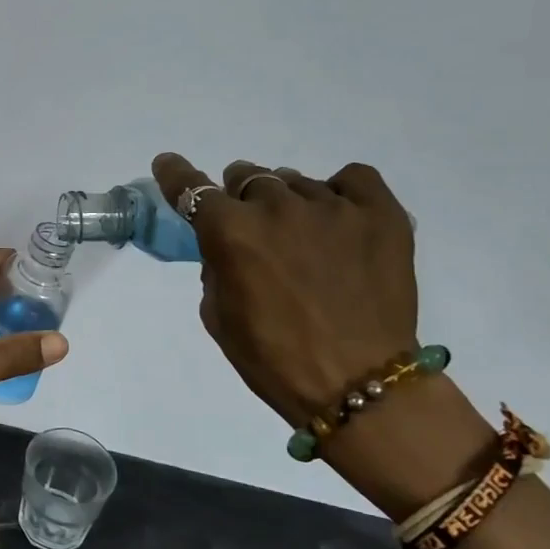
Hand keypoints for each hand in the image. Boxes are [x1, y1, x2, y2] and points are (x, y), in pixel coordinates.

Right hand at [151, 153, 418, 426]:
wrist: (359, 385)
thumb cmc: (273, 358)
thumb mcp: (218, 314)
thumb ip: (216, 267)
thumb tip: (229, 246)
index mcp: (230, 232)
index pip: (192, 189)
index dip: (176, 174)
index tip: (168, 163)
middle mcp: (277, 207)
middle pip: (247, 177)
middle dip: (241, 198)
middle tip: (252, 227)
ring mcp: (332, 206)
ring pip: (295, 181)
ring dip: (287, 203)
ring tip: (303, 236)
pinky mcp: (381, 214)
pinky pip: (353, 179)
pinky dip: (340, 192)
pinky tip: (339, 217)